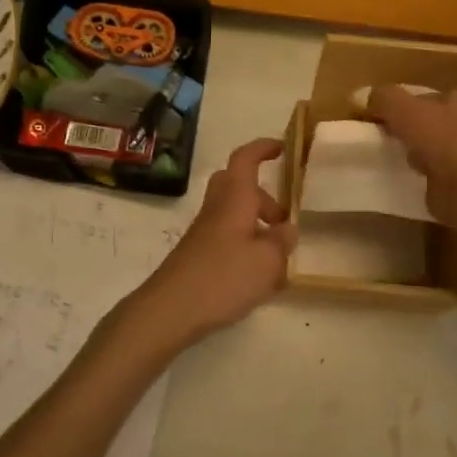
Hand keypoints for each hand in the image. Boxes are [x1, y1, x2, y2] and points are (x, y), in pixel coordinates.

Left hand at [111, 138, 296, 352]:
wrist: (170, 308)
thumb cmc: (223, 277)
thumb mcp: (267, 261)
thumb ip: (282, 242)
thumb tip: (286, 229)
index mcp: (235, 198)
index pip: (246, 158)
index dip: (263, 148)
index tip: (282, 148)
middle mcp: (217, 207)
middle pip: (238, 185)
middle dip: (264, 196)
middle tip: (283, 219)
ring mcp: (204, 231)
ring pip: (233, 212)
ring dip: (256, 224)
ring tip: (278, 258)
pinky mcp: (198, 253)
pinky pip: (227, 236)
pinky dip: (245, 246)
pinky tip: (258, 278)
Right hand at [365, 86, 456, 249]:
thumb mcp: (441, 205)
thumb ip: (428, 177)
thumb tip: (432, 163)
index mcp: (425, 124)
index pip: (387, 97)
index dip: (377, 105)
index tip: (376, 118)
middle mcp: (454, 102)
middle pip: (429, 103)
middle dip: (427, 124)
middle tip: (435, 154)